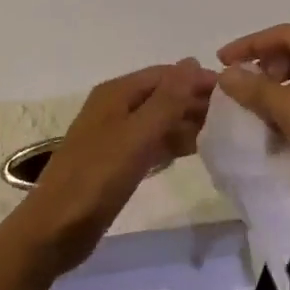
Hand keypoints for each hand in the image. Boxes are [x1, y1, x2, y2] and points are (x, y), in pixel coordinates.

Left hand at [17, 59, 216, 272]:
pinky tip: (195, 151)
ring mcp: (114, 136)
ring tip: (222, 133)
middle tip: (233, 116)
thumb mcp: (137, 135)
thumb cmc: (96, 177)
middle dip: (194, 101)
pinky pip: (151, 143)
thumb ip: (167, 99)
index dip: (197, 79)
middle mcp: (114, 108)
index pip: (165, 75)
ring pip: (158, 120)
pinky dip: (172, 143)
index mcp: (116, 93)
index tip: (232, 92)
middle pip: (161, 95)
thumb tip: (192, 61)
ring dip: (186, 123)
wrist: (56, 228)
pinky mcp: (116, 162)